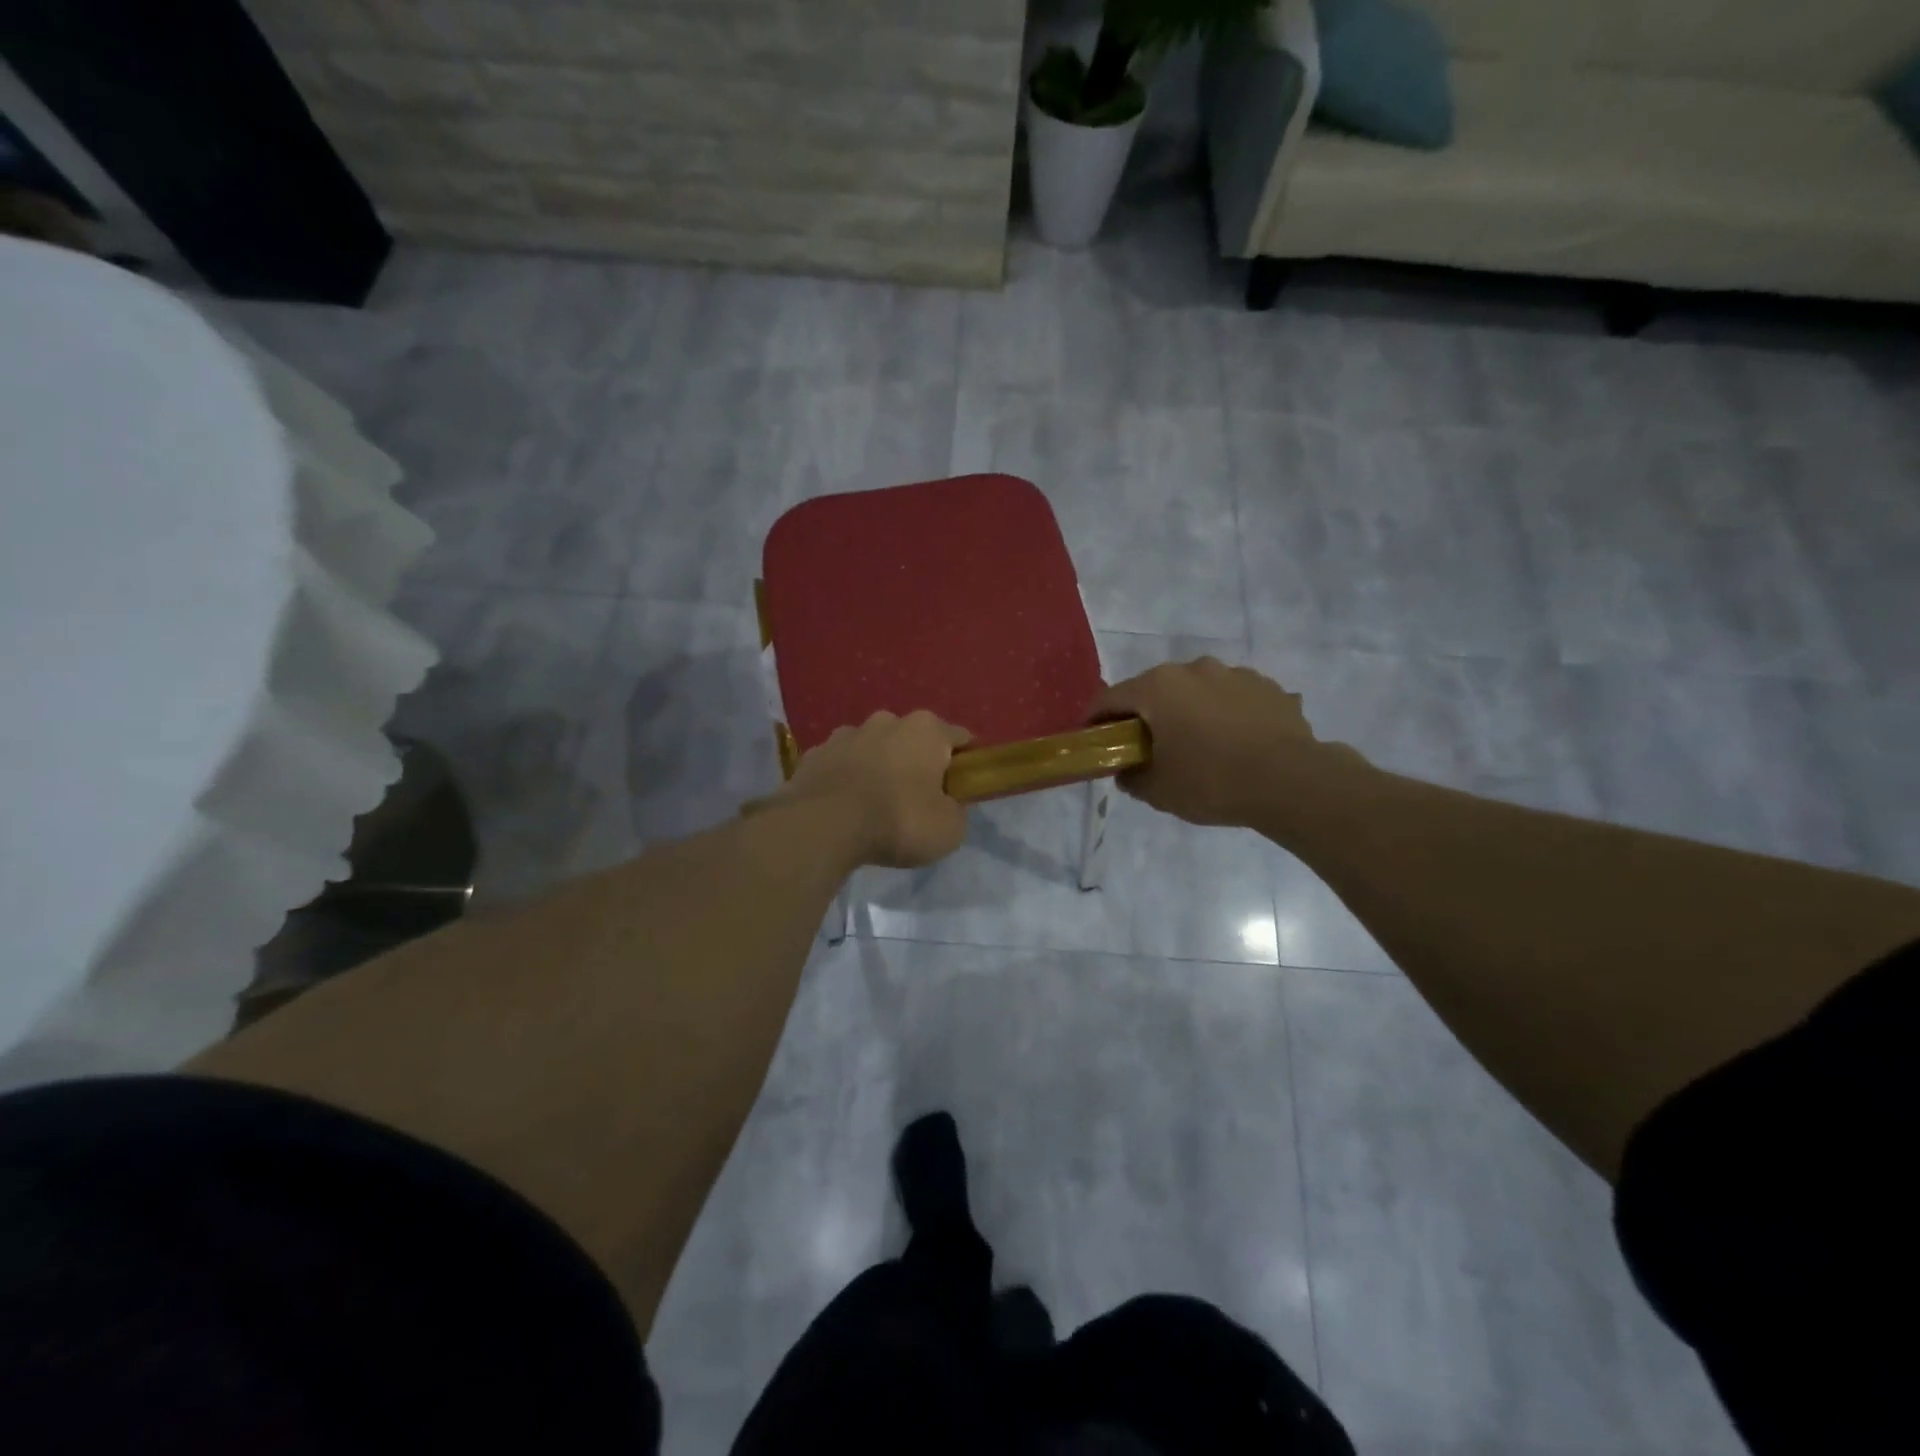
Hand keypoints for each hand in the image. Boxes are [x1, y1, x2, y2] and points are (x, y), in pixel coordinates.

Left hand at [777, 710, 971, 868]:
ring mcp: (845, 734)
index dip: (965, 763)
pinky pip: (840, 764)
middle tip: (918, 799)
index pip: (959, 738)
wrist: (822, 827)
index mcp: (926, 730)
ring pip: (873, 748)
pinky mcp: (814, 753)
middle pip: (913, 739)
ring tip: (875, 804)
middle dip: (917, 762)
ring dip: (879, 767)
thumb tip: (947, 805)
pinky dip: (846, 779)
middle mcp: (887, 720)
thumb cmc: (898, 821)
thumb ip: (955, 810)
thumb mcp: (949, 829)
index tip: (963, 788)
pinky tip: (845, 806)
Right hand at [1093, 658, 1362, 828]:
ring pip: (1196, 691)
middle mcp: (1193, 669)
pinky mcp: (1268, 687)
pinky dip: (1225, 715)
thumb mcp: (1158, 791)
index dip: (1095, 719)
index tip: (1093, 738)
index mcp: (1158, 687)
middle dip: (1145, 715)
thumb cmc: (1212, 782)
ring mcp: (1234, 674)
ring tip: (1199, 745)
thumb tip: (1126, 770)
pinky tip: (1236, 744)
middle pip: (1154, 689)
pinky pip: (1232, 699)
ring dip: (1189, 712)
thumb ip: (1131, 777)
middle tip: (1147, 746)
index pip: (1110, 698)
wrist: (1292, 781)